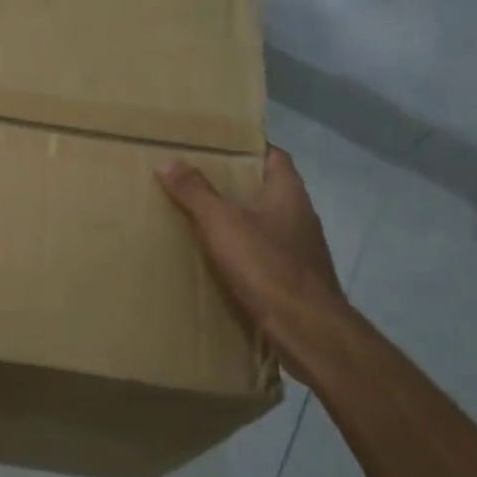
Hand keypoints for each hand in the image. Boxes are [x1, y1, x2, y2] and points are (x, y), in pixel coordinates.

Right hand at [157, 146, 345, 343]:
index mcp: (289, 193)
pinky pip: (266, 253)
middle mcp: (300, 215)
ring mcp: (301, 249)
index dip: (248, 148)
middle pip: (267, 189)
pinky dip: (245, 251)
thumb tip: (169, 161)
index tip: (217, 147)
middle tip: (198, 180)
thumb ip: (196, 192)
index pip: (273, 156)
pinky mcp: (296, 278)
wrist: (307, 329)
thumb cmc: (267, 266)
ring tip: (203, 218)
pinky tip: (221, 259)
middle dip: (237, 184)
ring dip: (240, 219)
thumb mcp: (223, 223)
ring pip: (266, 223)